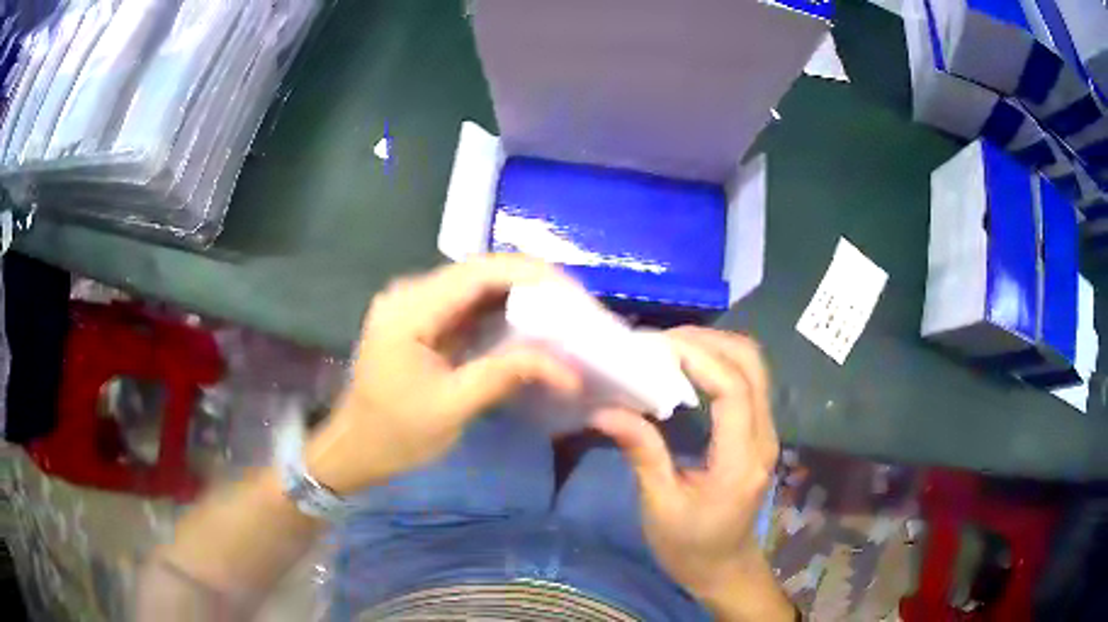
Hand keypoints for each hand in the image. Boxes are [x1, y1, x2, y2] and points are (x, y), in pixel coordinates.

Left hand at [306, 256, 581, 493]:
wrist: (356, 449)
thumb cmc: (396, 433)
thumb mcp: (453, 406)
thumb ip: (507, 374)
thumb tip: (568, 368)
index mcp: (410, 308)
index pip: (478, 273)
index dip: (530, 274)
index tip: (574, 292)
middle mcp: (410, 294)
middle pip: (479, 273)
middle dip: (531, 284)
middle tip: (576, 305)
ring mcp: (415, 305)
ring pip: (477, 287)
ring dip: (520, 297)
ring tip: (563, 313)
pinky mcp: (423, 321)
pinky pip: (468, 307)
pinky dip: (502, 314)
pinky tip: (531, 326)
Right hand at [590, 327, 787, 617]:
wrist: (725, 568)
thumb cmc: (690, 547)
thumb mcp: (660, 506)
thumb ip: (642, 453)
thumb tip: (604, 409)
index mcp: (740, 460)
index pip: (733, 389)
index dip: (698, 358)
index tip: (655, 347)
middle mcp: (763, 437)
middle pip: (751, 364)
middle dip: (707, 341)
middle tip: (658, 343)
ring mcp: (766, 432)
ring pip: (752, 367)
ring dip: (713, 347)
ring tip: (667, 349)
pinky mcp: (758, 431)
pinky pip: (746, 381)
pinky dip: (717, 363)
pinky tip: (685, 369)